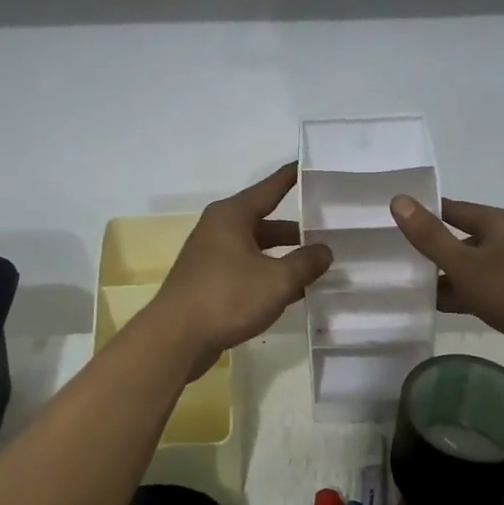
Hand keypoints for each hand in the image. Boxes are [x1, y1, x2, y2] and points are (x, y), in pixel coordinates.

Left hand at [152, 163, 333, 374]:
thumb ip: (306, 263)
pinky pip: (246, 269)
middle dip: (296, 230)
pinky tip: (291, 292)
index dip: (292, 177)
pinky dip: (267, 275)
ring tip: (316, 265)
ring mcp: (211, 256)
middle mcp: (219, 228)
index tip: (310, 165)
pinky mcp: (208, 281)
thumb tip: (324, 250)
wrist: (175, 339)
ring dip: (283, 256)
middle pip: (265, 221)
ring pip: (256, 248)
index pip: (270, 188)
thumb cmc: (227, 298)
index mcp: (232, 215)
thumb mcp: (277, 280)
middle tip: (328, 230)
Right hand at [389, 195, 503, 376]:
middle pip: (461, 238)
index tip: (392, 220)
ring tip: (406, 283)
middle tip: (393, 255)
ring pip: (470, 267)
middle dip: (431, 249)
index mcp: (499, 222)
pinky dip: (460, 295)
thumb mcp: (465, 264)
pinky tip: (434, 306)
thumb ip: (430, 236)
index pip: (453, 209)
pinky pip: (481, 289)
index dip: (424, 213)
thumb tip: (398, 200)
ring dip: (444, 276)